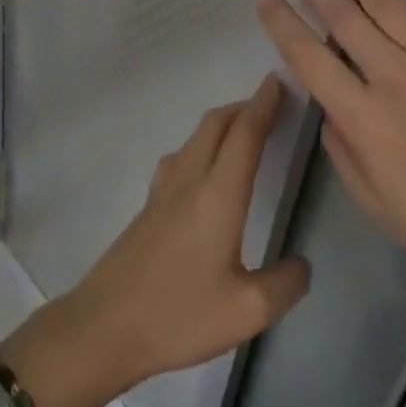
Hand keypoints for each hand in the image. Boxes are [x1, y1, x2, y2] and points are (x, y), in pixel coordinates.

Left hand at [0, 77, 311, 406]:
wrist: (104, 325)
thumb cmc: (178, 316)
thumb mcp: (247, 311)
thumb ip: (284, 285)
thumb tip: (300, 264)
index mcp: (217, 196)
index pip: (244, 135)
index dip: (264, 105)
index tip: (280, 81)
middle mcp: (188, 181)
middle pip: (215, 125)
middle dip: (244, 106)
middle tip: (272, 103)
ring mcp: (162, 191)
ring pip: (195, 138)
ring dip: (222, 124)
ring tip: (246, 132)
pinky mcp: (148, 206)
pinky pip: (181, 157)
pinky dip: (203, 145)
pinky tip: (207, 169)